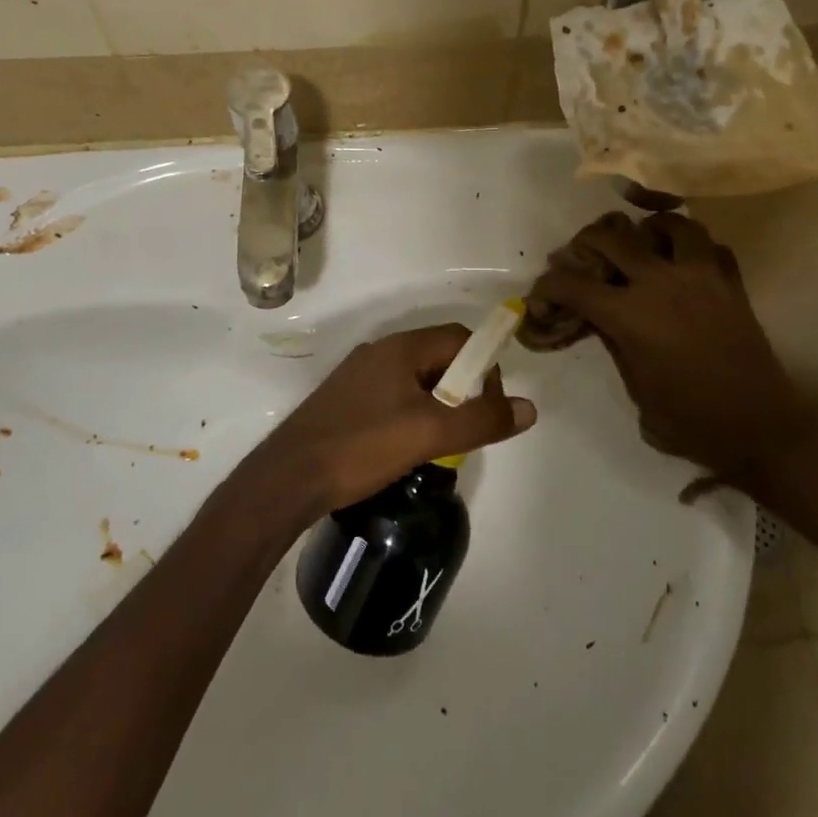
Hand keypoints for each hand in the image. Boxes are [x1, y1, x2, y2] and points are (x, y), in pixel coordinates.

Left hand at [245, 325, 537, 513]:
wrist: (288, 478)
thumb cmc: (362, 446)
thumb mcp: (430, 434)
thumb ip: (482, 420)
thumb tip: (529, 408)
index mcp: (401, 348)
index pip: (459, 338)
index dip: (484, 365)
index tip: (490, 405)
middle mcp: (380, 352)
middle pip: (438, 357)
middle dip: (462, 388)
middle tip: (466, 429)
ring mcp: (359, 375)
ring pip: (416, 379)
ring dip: (438, 404)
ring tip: (439, 443)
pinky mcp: (345, 400)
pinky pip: (393, 395)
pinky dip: (412, 413)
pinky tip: (405, 448)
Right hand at [529, 212, 814, 482]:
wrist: (762, 430)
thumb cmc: (692, 422)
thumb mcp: (637, 390)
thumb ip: (614, 344)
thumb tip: (599, 318)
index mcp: (631, 315)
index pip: (575, 285)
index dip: (550, 285)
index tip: (542, 290)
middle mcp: (661, 283)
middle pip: (612, 237)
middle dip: (586, 242)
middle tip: (582, 256)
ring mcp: (701, 277)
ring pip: (669, 224)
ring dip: (647, 230)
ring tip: (641, 244)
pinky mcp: (731, 283)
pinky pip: (710, 246)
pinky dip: (693, 248)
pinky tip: (684, 264)